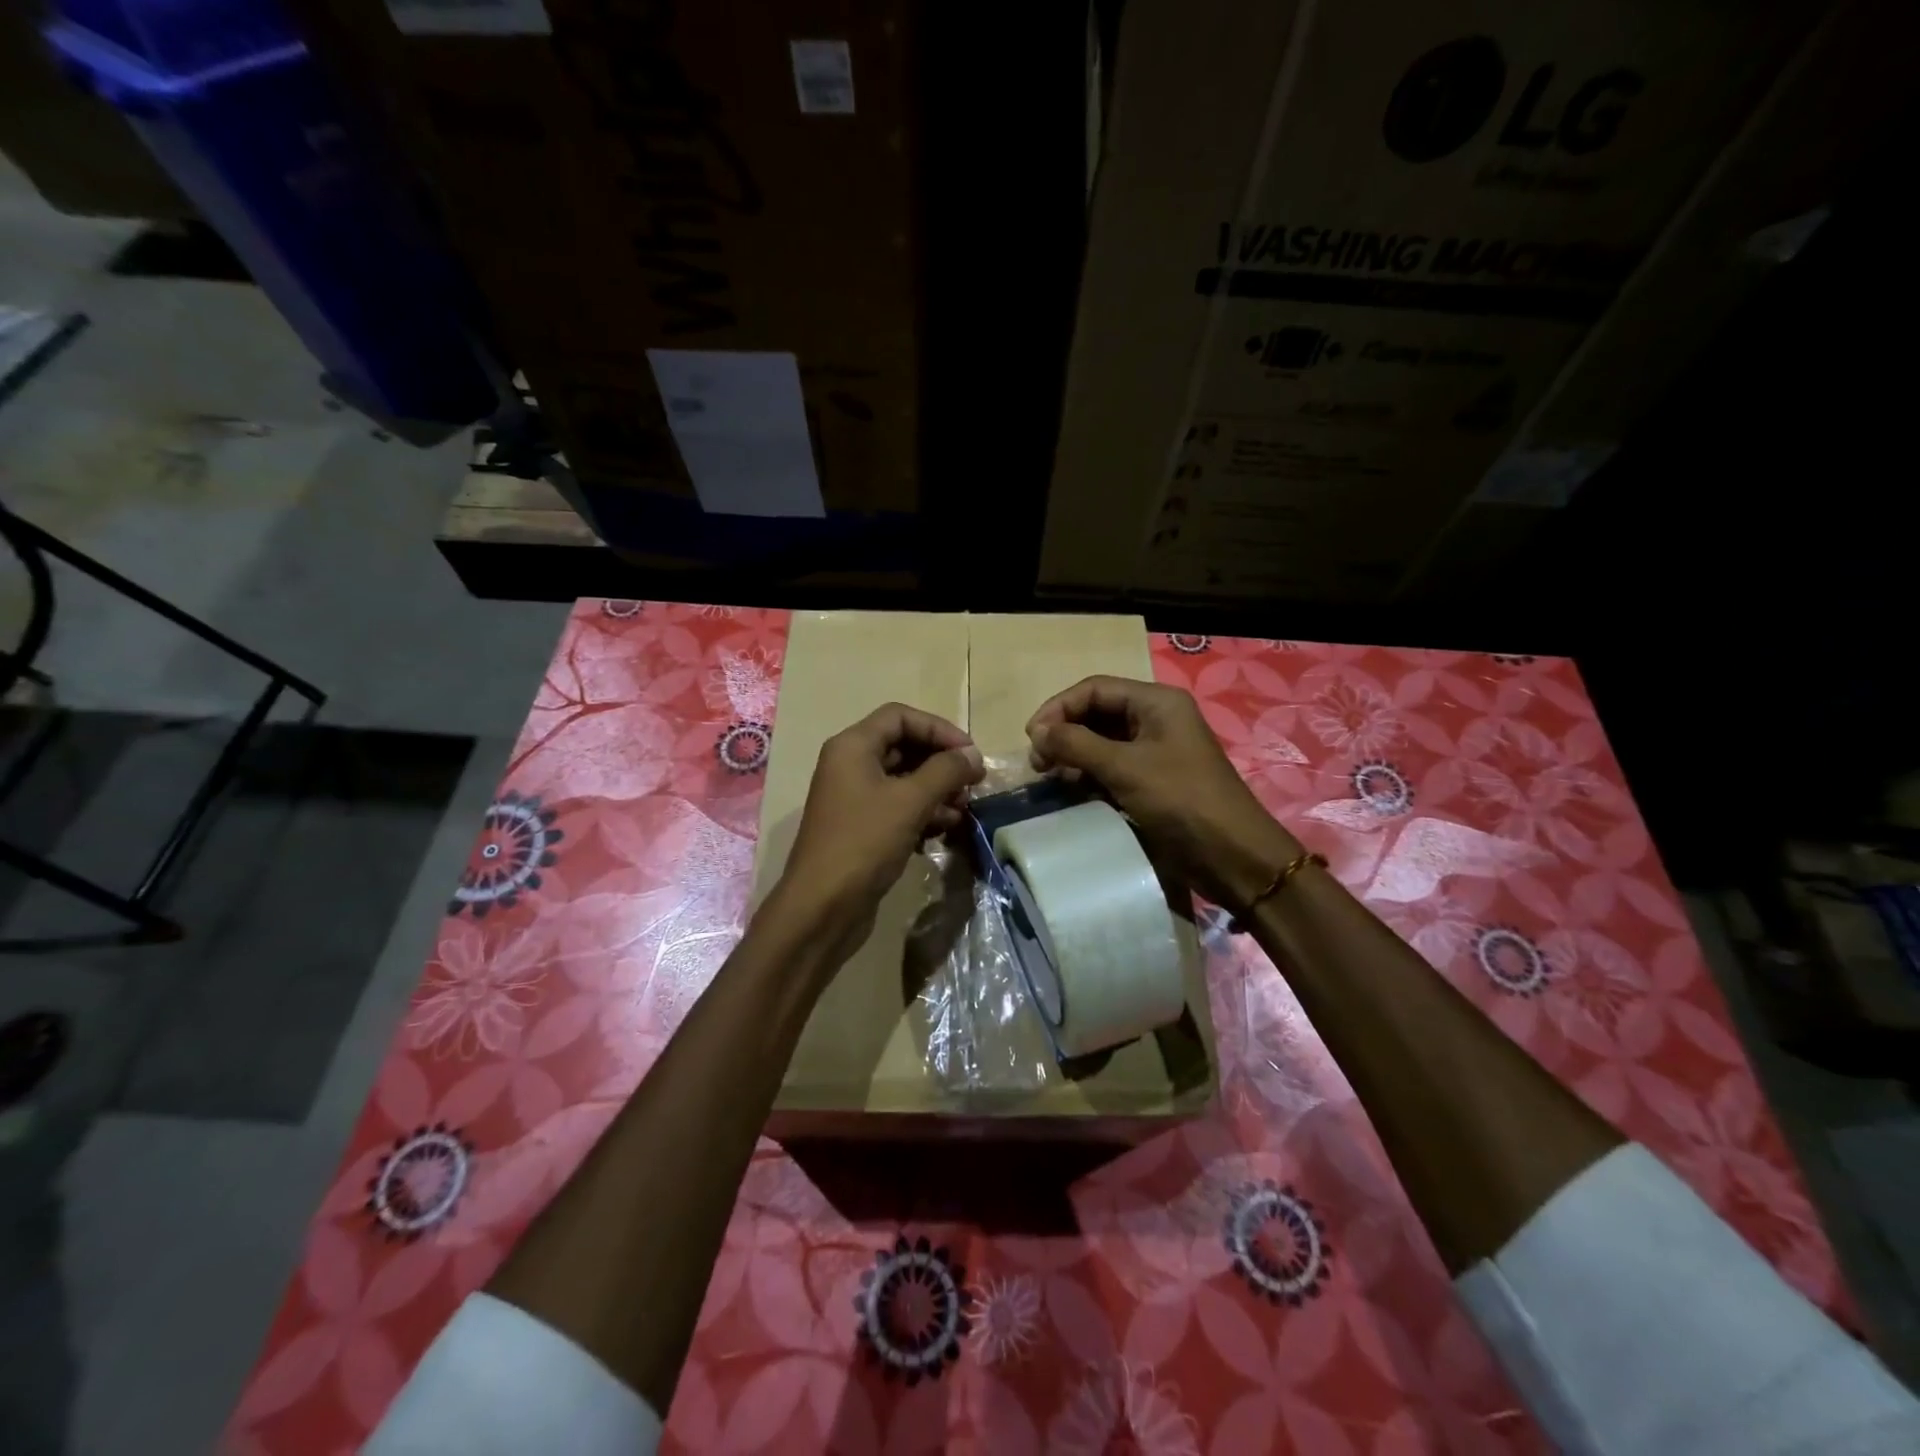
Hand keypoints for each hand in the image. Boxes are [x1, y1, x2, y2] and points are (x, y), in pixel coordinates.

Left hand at [771, 703, 984, 947]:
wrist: (823, 908)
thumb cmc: (864, 843)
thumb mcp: (910, 801)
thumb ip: (946, 771)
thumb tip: (973, 755)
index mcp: (853, 747)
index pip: (901, 716)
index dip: (939, 729)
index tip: (970, 753)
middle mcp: (850, 765)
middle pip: (904, 746)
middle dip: (941, 762)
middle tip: (973, 783)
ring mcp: (854, 797)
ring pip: (904, 779)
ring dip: (937, 790)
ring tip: (964, 810)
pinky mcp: (862, 827)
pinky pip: (898, 807)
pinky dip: (923, 812)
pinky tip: (946, 830)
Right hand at [1026, 675, 1299, 908]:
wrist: (1231, 855)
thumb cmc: (1180, 800)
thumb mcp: (1125, 767)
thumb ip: (1077, 744)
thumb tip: (1037, 731)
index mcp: (1156, 702)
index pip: (1094, 689)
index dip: (1059, 708)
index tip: (1031, 737)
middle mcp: (1155, 719)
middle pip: (1096, 713)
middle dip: (1064, 732)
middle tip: (1038, 762)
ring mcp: (1155, 750)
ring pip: (1101, 741)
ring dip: (1073, 755)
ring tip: (1050, 777)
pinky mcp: (1152, 780)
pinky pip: (1111, 767)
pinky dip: (1088, 775)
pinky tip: (1071, 790)